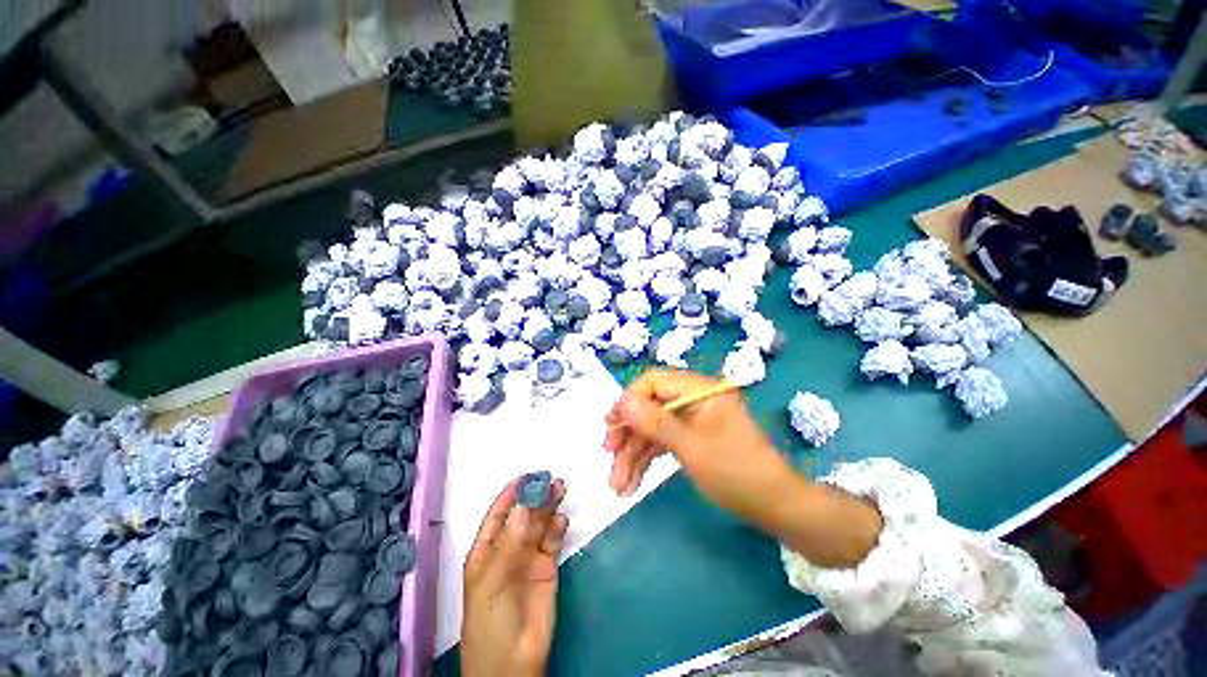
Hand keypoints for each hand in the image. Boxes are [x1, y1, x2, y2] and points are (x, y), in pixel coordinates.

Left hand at [462, 476, 568, 676]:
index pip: (497, 515)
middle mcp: (508, 549)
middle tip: (550, 478)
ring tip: (560, 488)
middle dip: (535, 497)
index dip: (509, 495)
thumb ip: (509, 544)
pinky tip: (561, 520)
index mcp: (486, 551)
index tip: (524, 476)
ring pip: (539, 524)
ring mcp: (529, 557)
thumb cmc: (489, 620)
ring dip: (549, 507)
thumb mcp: (491, 581)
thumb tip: (522, 506)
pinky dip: (557, 528)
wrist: (512, 661)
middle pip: (523, 515)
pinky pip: (553, 541)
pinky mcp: (547, 567)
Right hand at [606, 369, 883, 568]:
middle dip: (629, 435)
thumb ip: (655, 421)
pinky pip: (664, 441)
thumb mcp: (691, 447)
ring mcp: (693, 419)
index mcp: (700, 390)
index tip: (609, 426)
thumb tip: (623, 401)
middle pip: (650, 407)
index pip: (653, 382)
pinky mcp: (694, 436)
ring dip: (634, 454)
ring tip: (618, 485)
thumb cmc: (736, 472)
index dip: (628, 401)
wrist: (776, 506)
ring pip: (654, 428)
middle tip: (609, 460)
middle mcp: (695, 399)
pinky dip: (649, 459)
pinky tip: (633, 482)